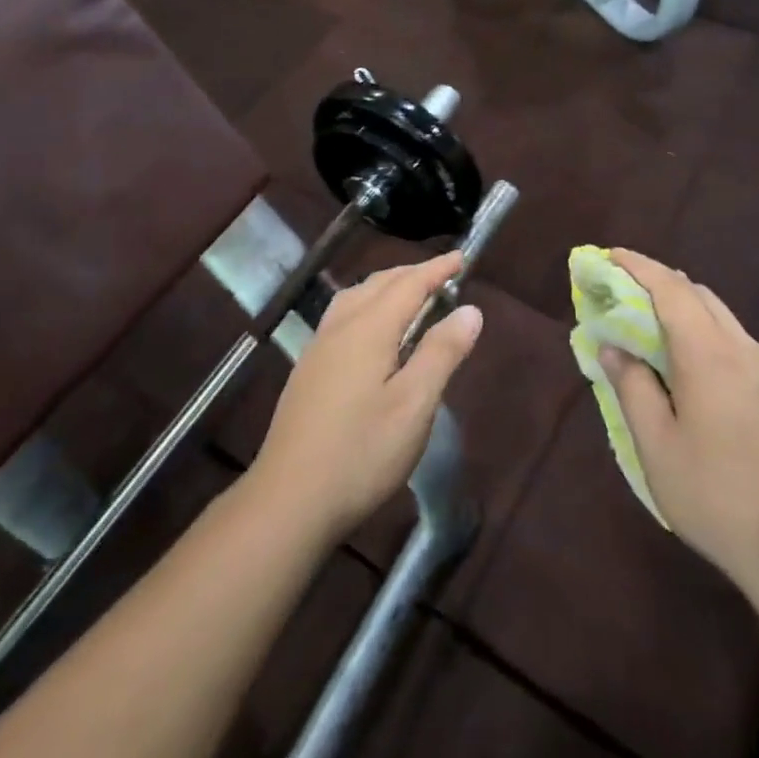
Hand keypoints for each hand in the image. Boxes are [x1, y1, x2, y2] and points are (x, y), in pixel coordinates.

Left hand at [251, 253, 482, 543]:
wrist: (289, 499)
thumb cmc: (361, 452)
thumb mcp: (414, 405)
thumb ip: (442, 353)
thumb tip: (469, 310)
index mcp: (368, 329)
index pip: (409, 285)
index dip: (437, 269)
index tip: (461, 258)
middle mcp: (340, 327)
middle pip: (379, 284)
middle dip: (412, 274)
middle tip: (442, 275)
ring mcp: (318, 348)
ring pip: (355, 297)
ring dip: (386, 287)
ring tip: (409, 294)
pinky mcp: (308, 370)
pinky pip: (342, 315)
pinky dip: (367, 304)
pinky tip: (370, 330)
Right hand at [599, 250, 758, 600]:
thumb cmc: (716, 494)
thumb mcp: (657, 445)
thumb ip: (632, 387)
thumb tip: (613, 348)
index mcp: (708, 353)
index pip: (670, 288)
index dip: (637, 266)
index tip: (608, 255)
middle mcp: (740, 347)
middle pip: (697, 293)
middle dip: (657, 282)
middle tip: (620, 291)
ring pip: (718, 313)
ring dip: (681, 304)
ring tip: (647, 322)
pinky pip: (731, 337)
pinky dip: (700, 327)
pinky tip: (684, 358)